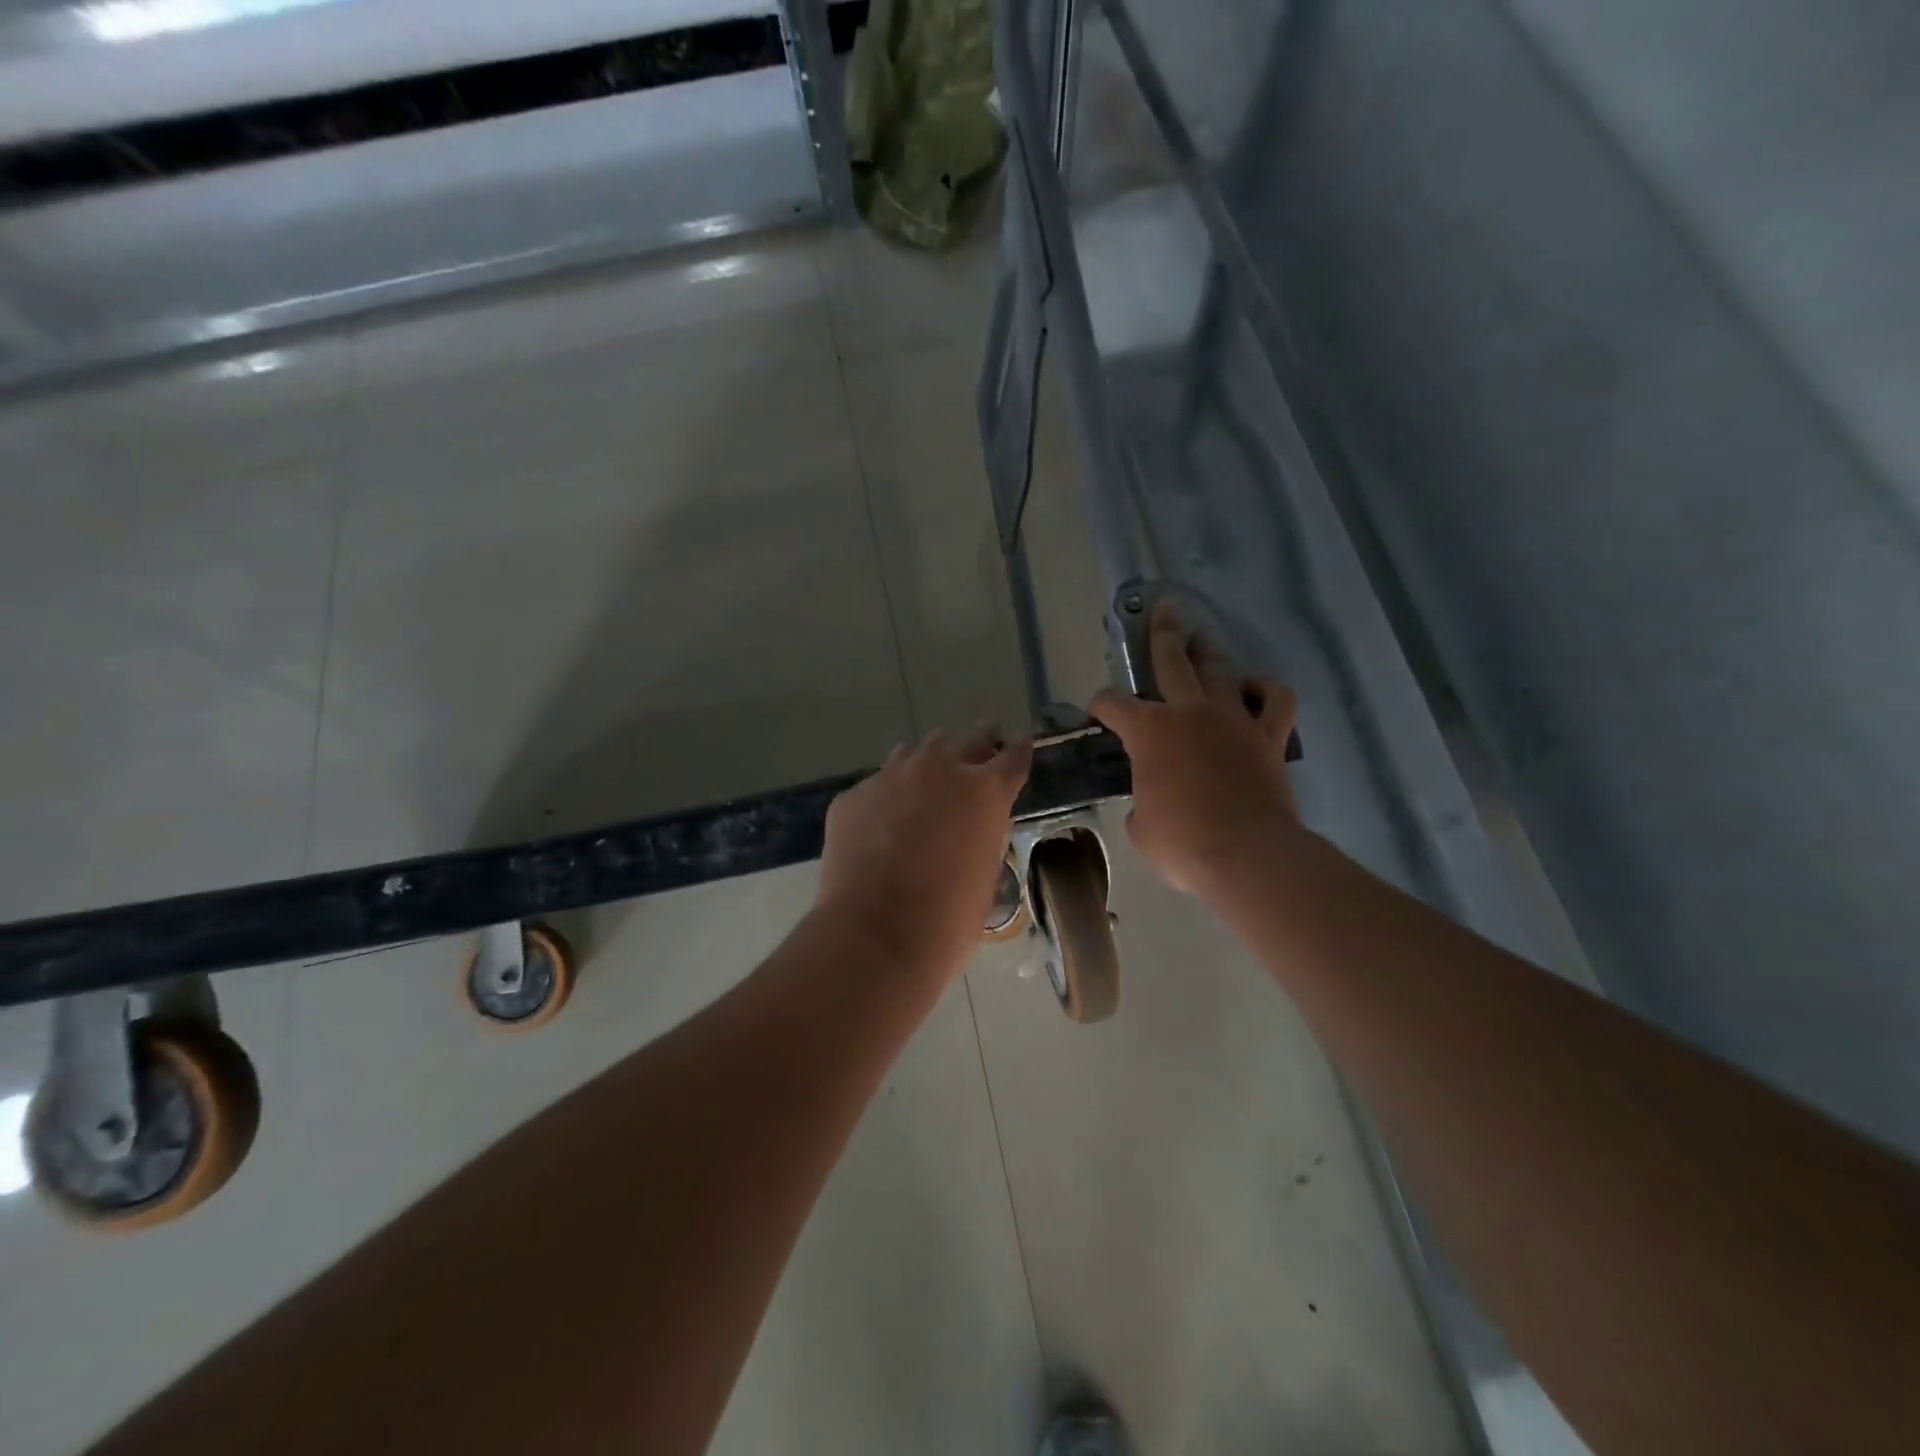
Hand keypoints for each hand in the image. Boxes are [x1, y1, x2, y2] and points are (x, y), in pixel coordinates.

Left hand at [817, 726, 1033, 979]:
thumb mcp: (985, 874)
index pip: (1012, 756)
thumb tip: (971, 827)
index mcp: (985, 792)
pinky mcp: (853, 796)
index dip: (1018, 749)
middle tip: (980, 749)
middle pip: (967, 739)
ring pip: (916, 752)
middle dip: (978, 743)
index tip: (1019, 742)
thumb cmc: (947, 919)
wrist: (873, 936)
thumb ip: (983, 836)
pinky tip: (881, 825)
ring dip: (929, 764)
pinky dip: (887, 797)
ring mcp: (891, 777)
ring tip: (927, 785)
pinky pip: (877, 785)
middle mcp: (940, 770)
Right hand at [1090, 603, 1300, 897]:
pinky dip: (1266, 689)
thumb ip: (1140, 800)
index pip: (1113, 705)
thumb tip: (1151, 799)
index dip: (1100, 706)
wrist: (1247, 855)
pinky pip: (1275, 700)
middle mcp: (1189, 712)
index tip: (1097, 712)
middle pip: (1172, 660)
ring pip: (1221, 670)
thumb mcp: (1140, 826)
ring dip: (1209, 652)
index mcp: (1149, 731)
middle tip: (1162, 611)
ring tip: (1202, 640)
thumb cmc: (1182, 843)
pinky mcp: (1268, 736)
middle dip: (1162, 633)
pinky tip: (1256, 686)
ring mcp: (1233, 719)